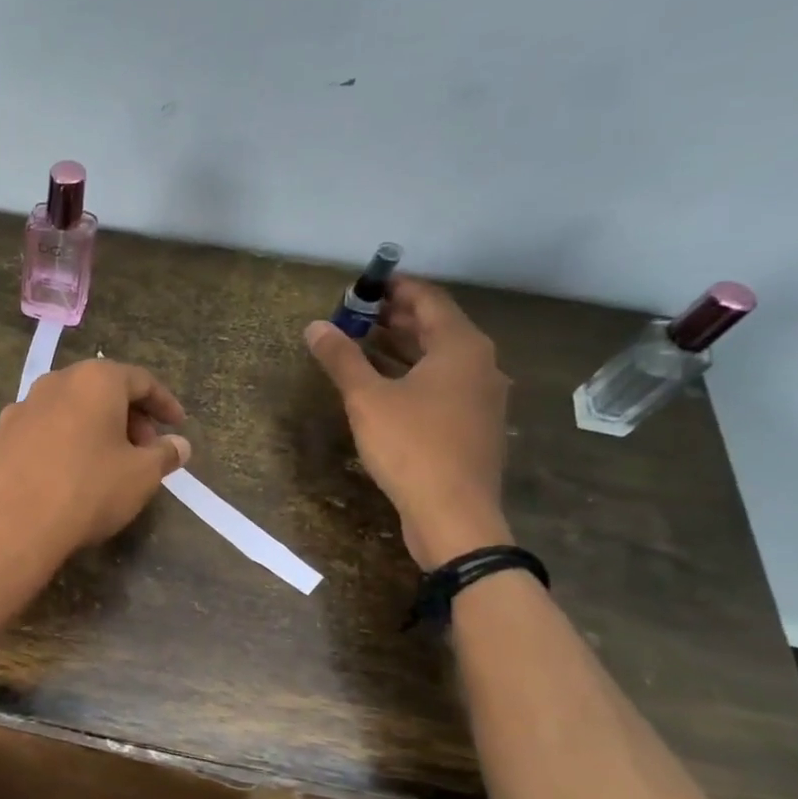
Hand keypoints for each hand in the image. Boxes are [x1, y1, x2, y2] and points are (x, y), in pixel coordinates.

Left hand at [0, 360, 190, 587]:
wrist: (9, 528)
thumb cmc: (87, 491)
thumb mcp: (140, 476)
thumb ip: (164, 454)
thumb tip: (179, 445)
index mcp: (93, 381)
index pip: (140, 381)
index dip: (164, 404)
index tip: (177, 426)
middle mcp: (53, 384)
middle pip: (99, 391)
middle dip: (127, 417)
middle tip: (144, 450)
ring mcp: (18, 410)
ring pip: (66, 411)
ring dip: (91, 430)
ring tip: (106, 464)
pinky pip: (38, 434)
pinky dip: (59, 445)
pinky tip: (63, 476)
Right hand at [306, 278, 512, 568]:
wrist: (454, 513)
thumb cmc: (411, 446)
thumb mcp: (367, 399)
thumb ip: (342, 359)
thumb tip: (315, 327)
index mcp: (461, 347)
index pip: (429, 300)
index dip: (396, 288)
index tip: (364, 284)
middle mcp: (480, 364)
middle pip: (438, 327)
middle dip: (397, 317)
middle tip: (357, 313)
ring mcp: (482, 397)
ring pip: (441, 358)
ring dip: (404, 346)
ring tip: (364, 342)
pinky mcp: (474, 425)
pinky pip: (443, 384)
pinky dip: (414, 373)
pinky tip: (386, 385)